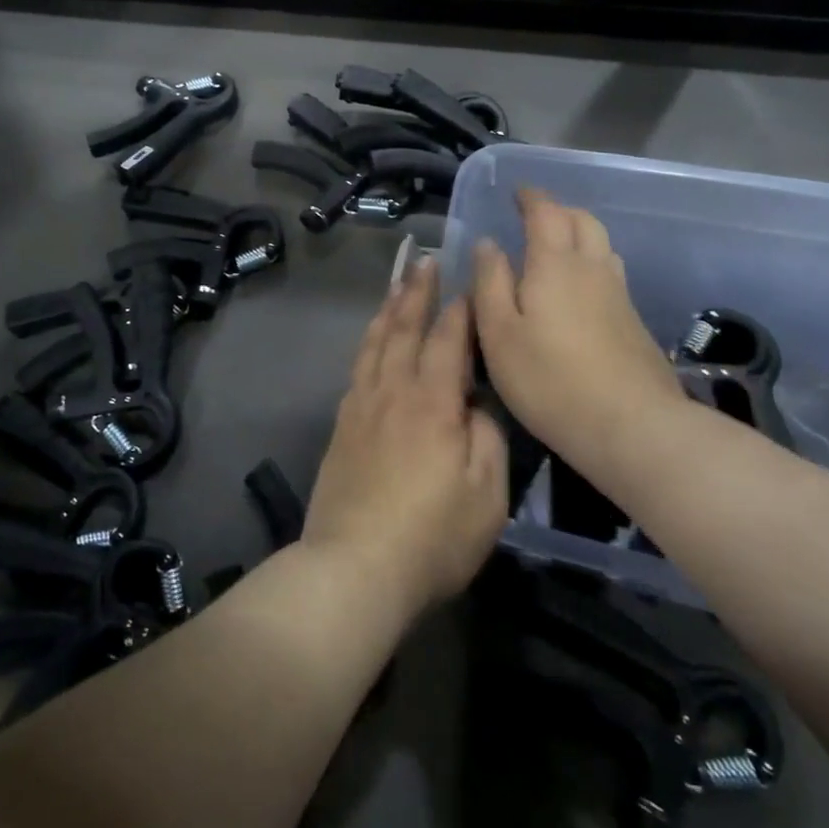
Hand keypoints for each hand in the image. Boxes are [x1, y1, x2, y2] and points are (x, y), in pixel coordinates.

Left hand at [303, 258, 507, 621]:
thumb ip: (487, 439)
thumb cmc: (431, 536)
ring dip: (387, 311)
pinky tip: (372, 344)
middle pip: (403, 329)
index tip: (469, 284)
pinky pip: (357, 369)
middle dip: (416, 293)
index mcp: (432, 403)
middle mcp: (392, 392)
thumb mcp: (486, 495)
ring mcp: (361, 407)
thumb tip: (477, 405)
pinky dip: (368, 345)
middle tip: (423, 261)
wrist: (353, 566)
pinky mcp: (341, 427)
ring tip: (396, 287)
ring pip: (374, 344)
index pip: (448, 341)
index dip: (460, 310)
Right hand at [472, 187, 683, 465]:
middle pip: (582, 221)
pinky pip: (610, 272)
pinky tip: (577, 290)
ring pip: (602, 245)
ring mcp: (619, 295)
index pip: (546, 212)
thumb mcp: (499, 333)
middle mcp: (592, 269)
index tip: (517, 192)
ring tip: (555, 247)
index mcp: (555, 264)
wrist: (632, 427)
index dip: (531, 197)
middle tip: (534, 216)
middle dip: (558, 210)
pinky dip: (590, 263)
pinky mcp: (633, 322)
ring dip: (578, 233)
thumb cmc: (549, 379)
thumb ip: (490, 283)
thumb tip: (488, 244)